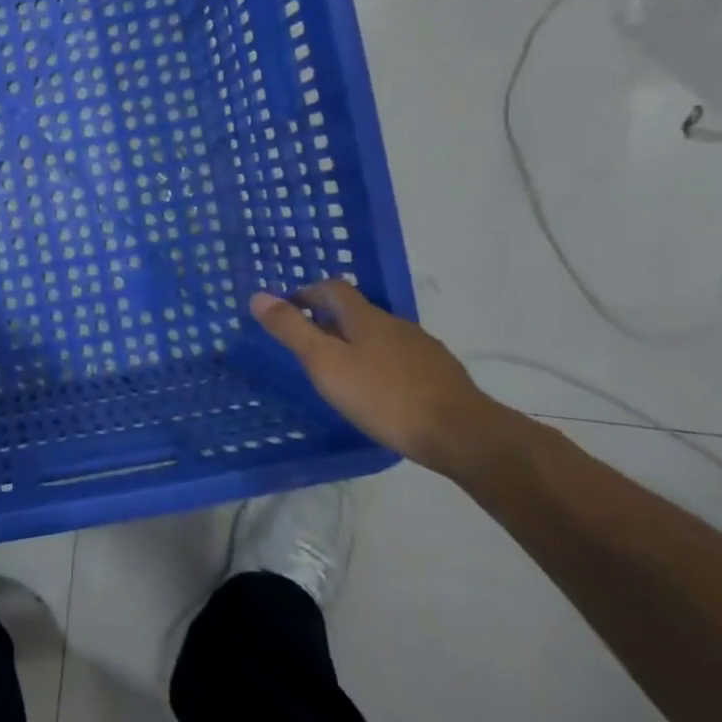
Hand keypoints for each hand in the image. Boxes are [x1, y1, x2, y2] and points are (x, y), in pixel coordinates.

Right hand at [250, 280, 508, 475]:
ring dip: (356, 344)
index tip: (288, 311)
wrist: (462, 434)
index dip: (307, 293)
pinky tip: (379, 392)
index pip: (332, 288)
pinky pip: (401, 359)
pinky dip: (381, 366)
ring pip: (380, 336)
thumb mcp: (325, 363)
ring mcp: (422, 348)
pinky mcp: (440, 375)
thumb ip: (292, 330)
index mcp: (365, 317)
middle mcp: (395, 324)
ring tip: (341, 372)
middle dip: (329, 321)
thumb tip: (258, 296)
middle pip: (356, 311)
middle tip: (308, 345)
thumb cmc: (384, 396)